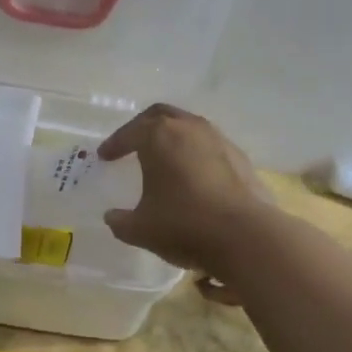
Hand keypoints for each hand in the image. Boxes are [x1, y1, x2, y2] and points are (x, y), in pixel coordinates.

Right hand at [97, 104, 272, 283]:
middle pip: (160, 115)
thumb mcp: (140, 229)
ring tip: (163, 158)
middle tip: (132, 143)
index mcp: (158, 136)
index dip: (114, 144)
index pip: (129, 133)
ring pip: (189, 127)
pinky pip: (209, 146)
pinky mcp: (241, 158)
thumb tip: (112, 217)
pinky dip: (195, 154)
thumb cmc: (183, 225)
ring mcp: (219, 140)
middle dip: (143, 127)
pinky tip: (193, 176)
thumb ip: (120, 221)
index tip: (104, 156)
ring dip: (173, 138)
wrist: (246, 237)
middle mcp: (189, 128)